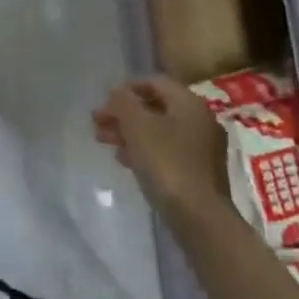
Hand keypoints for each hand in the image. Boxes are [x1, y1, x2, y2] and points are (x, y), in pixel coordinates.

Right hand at [92, 75, 228, 220]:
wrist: (199, 216)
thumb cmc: (167, 162)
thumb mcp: (137, 126)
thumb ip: (123, 102)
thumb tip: (117, 93)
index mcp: (189, 103)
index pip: (155, 82)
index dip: (126, 89)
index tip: (104, 103)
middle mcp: (200, 120)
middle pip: (156, 107)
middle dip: (124, 113)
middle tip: (97, 123)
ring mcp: (201, 148)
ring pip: (159, 130)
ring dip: (130, 132)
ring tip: (104, 142)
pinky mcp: (198, 172)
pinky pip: (166, 151)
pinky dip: (144, 150)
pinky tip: (125, 160)